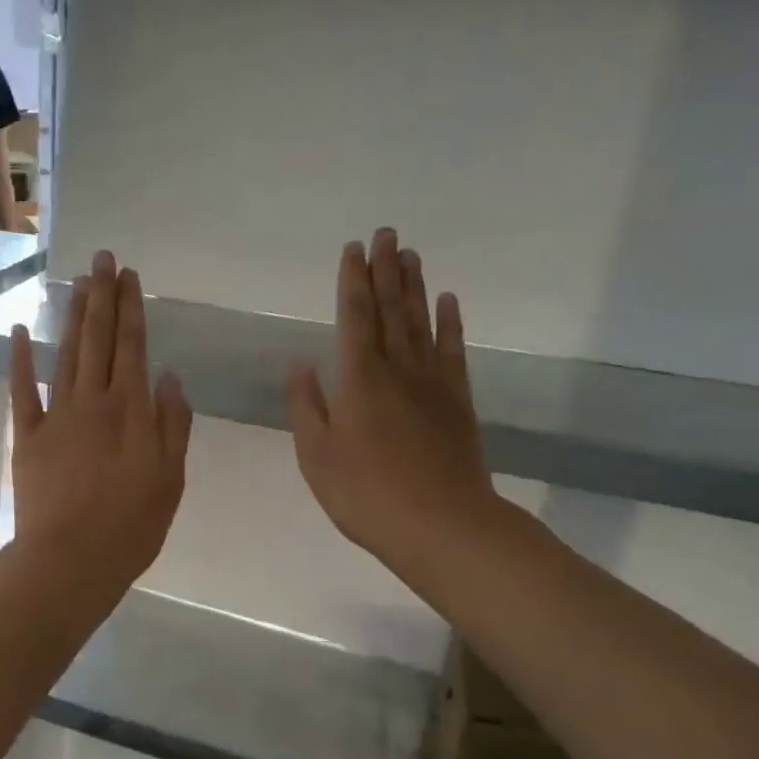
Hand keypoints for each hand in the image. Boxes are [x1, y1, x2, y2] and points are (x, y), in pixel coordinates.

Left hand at [9, 251, 191, 600]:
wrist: (72, 560)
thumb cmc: (132, 525)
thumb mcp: (171, 479)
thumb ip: (173, 425)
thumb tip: (171, 378)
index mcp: (132, 410)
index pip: (133, 346)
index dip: (131, 308)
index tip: (129, 276)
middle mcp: (95, 401)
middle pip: (99, 339)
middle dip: (102, 296)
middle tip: (102, 259)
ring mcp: (58, 416)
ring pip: (67, 354)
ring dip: (73, 316)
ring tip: (79, 282)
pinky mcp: (28, 436)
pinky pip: (24, 391)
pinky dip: (22, 360)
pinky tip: (22, 330)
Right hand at [287, 230, 503, 589]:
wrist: (443, 525)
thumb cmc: (367, 494)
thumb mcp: (317, 456)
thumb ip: (307, 407)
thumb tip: (301, 365)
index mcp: (359, 379)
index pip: (354, 317)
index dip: (352, 281)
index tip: (353, 249)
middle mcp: (397, 369)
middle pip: (390, 309)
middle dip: (385, 270)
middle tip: (386, 233)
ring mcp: (432, 382)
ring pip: (421, 321)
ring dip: (413, 285)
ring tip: (410, 253)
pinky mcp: (457, 401)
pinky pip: (453, 351)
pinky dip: (450, 323)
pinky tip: (447, 301)